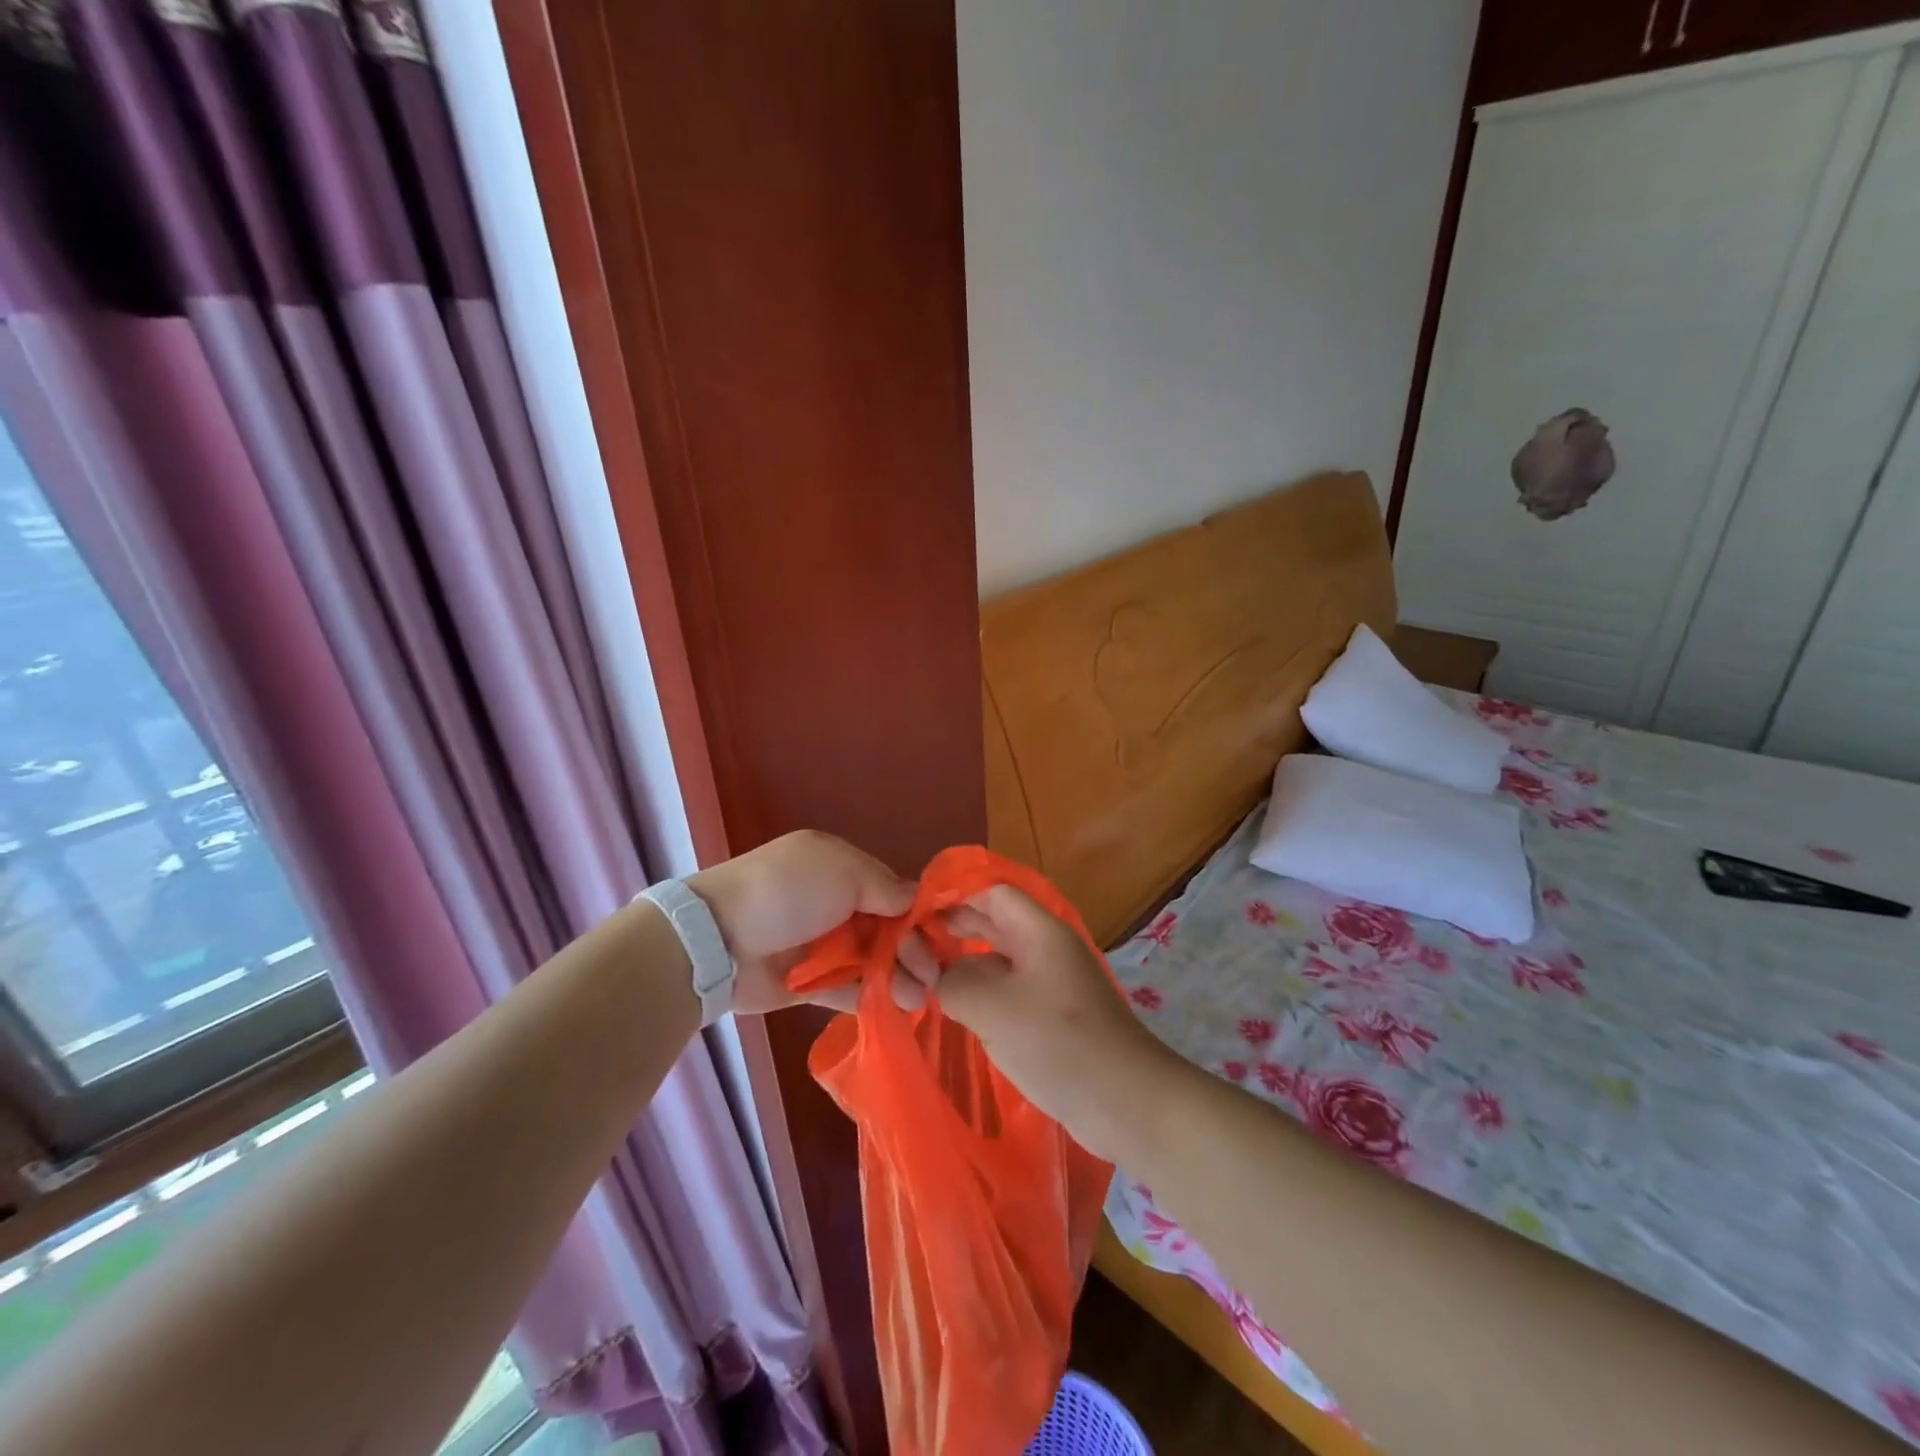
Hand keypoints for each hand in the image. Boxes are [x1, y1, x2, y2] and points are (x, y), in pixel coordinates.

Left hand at [689, 830, 936, 1014]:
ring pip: (870, 962)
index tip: (941, 936)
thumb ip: (883, 887)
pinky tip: (897, 1008)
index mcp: (840, 868)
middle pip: (885, 929)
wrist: (718, 938)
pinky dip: (871, 997)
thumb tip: (913, 900)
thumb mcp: (842, 871)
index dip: (916, 913)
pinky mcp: (807, 984)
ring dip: (897, 978)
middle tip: (931, 976)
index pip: (890, 890)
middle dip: (911, 950)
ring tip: (920, 998)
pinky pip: (847, 990)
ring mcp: (819, 945)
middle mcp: (833, 904)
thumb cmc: (788, 892)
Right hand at [939, 886, 1173, 1156]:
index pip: (991, 893)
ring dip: (966, 964)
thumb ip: (955, 981)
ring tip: (927, 978)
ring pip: (1000, 959)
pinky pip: (1010, 991)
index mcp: (1039, 931)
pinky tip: (958, 1011)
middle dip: (954, 929)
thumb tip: (941, 976)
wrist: (1126, 1102)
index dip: (953, 896)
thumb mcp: (994, 1007)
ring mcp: (1052, 983)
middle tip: (913, 946)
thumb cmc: (1060, 1042)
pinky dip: (982, 994)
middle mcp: (1046, 949)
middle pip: (994, 923)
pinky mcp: (1054, 1017)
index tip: (915, 914)